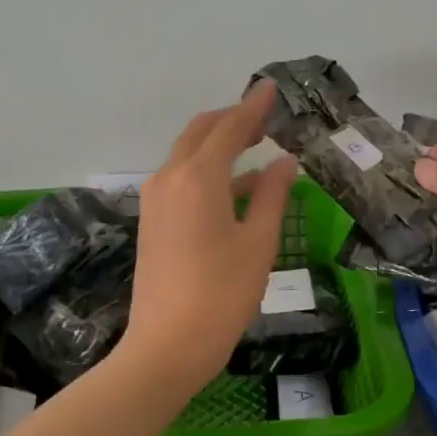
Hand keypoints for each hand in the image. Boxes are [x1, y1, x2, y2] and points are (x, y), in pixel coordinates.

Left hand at [118, 82, 299, 391]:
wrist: (166, 347)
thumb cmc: (222, 295)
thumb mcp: (258, 243)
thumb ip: (272, 195)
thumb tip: (284, 162)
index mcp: (198, 178)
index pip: (229, 128)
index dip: (253, 107)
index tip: (271, 88)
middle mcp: (169, 179)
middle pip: (200, 133)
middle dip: (232, 120)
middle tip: (264, 118)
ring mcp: (155, 200)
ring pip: (187, 155)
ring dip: (218, 144)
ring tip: (255, 146)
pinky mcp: (152, 220)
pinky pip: (181, 179)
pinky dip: (208, 171)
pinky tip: (236, 187)